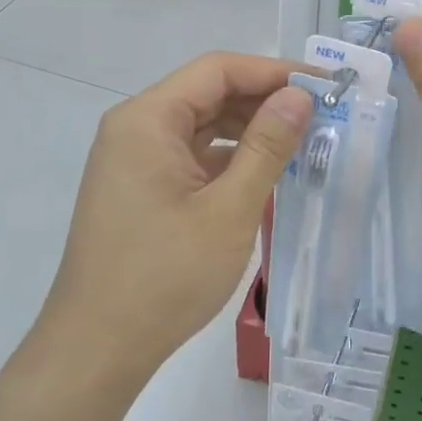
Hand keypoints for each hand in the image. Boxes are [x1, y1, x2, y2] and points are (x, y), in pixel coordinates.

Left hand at [28, 52, 313, 389]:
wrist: (97, 350)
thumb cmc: (164, 277)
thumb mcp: (229, 210)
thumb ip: (267, 147)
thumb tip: (300, 96)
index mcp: (147, 120)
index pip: (218, 70)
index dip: (274, 71)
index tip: (324, 86)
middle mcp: (135, 129)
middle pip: (209, 93)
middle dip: (265, 100)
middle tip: (322, 115)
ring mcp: (136, 160)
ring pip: (202, 125)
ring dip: (250, 129)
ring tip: (303, 142)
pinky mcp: (141, 188)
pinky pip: (192, 155)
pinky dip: (230, 158)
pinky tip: (266, 173)